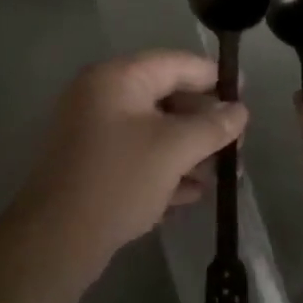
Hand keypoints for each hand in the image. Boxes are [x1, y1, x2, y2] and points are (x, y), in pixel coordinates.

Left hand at [18, 50, 247, 264]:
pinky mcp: (92, 166)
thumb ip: (211, 126)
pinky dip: (165, 169)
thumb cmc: (118, 179)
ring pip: (153, 131)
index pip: (175, 64)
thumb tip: (240, 111)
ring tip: (225, 175)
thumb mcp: (173, 149)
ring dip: (189, 151)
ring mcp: (94, 132)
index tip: (246, 92)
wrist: (56, 239)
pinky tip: (194, 193)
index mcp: (117, 78)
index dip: (213, 76)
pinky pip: (137, 156)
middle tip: (238, 144)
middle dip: (204, 123)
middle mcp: (102, 96)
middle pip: (166, 98)